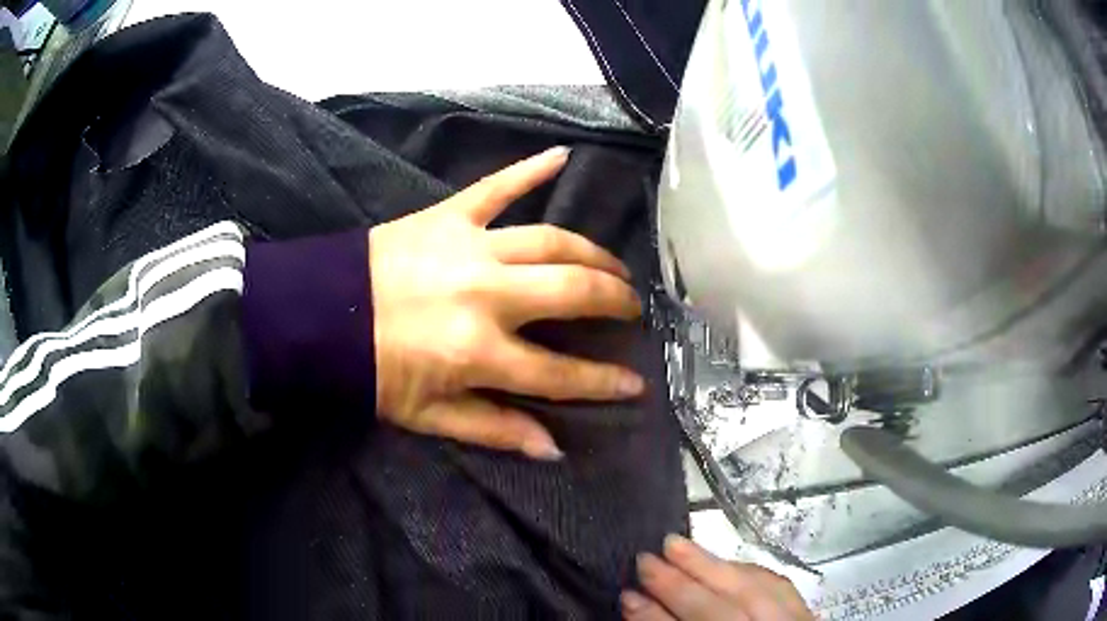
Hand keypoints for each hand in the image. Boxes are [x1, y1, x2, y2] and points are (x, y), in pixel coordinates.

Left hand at [369, 147, 644, 459]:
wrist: (318, 316)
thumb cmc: (372, 371)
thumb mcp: (429, 416)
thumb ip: (494, 430)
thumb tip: (552, 448)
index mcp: (478, 352)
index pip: (560, 373)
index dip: (605, 381)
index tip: (637, 381)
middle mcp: (486, 295)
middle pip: (572, 291)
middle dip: (614, 300)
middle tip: (632, 307)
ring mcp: (470, 247)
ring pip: (552, 240)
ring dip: (592, 252)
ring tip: (613, 265)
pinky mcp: (449, 215)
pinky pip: (497, 186)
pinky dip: (529, 169)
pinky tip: (562, 155)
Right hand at [622, 535, 814, 619]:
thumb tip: (637, 605)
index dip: (654, 618)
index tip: (627, 595)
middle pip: (720, 613)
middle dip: (680, 586)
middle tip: (645, 559)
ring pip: (753, 592)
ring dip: (712, 567)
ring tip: (677, 545)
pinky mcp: (806, 615)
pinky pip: (779, 586)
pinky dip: (747, 572)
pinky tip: (725, 562)